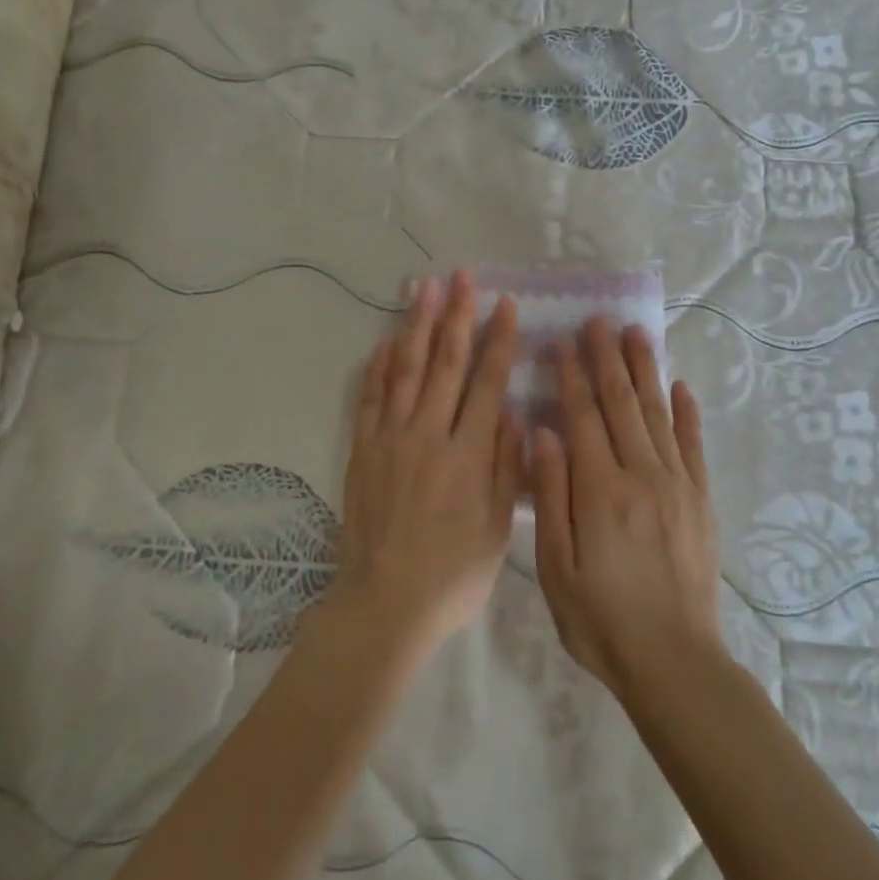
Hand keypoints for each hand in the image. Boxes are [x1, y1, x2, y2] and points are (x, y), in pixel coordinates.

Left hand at [325, 270, 522, 665]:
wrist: (385, 602)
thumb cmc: (453, 573)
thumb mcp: (497, 529)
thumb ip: (507, 467)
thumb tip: (515, 413)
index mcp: (467, 453)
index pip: (487, 382)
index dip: (498, 340)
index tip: (505, 305)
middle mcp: (428, 434)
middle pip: (446, 363)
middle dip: (457, 316)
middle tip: (463, 277)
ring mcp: (390, 438)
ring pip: (406, 369)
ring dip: (417, 325)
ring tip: (425, 288)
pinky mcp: (362, 450)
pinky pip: (370, 397)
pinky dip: (377, 366)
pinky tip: (385, 340)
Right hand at [529, 316, 722, 701]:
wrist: (674, 662)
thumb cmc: (601, 619)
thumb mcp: (556, 567)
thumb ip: (551, 496)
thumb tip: (545, 434)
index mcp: (600, 491)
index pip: (582, 418)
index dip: (571, 376)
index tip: (563, 341)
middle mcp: (641, 476)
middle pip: (621, 404)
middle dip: (607, 359)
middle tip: (599, 320)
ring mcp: (677, 485)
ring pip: (658, 414)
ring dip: (645, 370)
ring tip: (636, 333)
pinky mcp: (701, 501)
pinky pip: (693, 445)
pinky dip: (687, 413)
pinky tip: (680, 386)